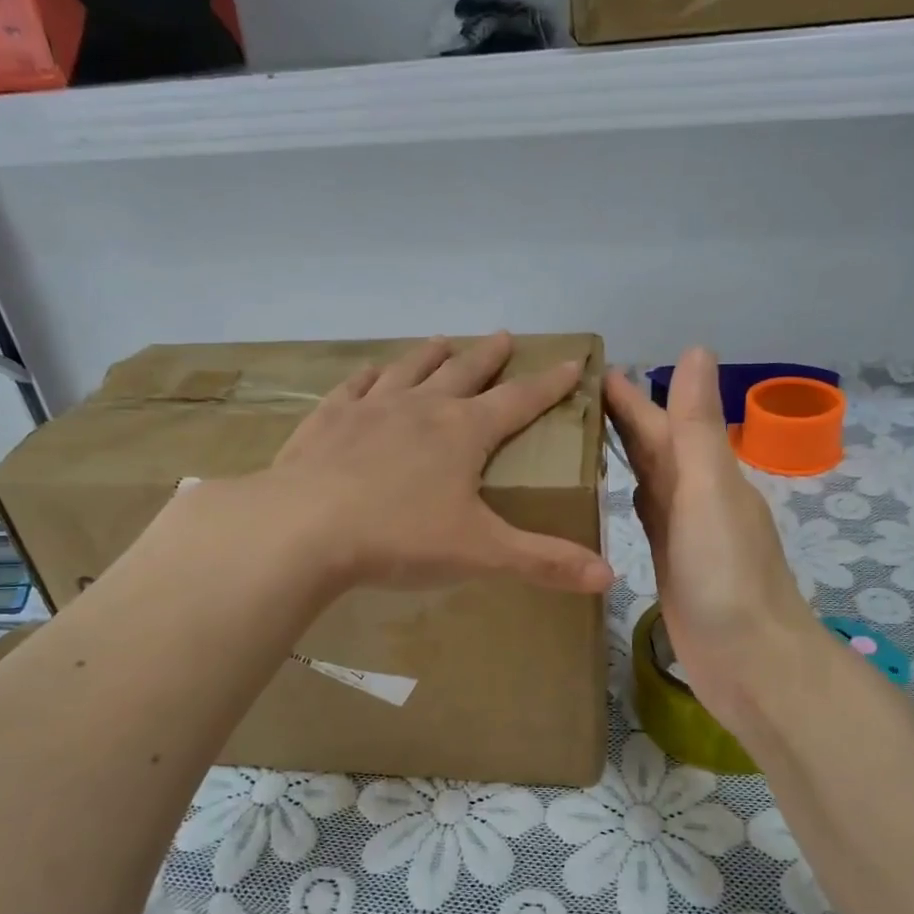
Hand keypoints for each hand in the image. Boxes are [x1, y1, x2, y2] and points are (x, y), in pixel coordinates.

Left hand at [262, 332, 614, 594]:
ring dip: (431, 355)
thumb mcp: (481, 552)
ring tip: (444, 340)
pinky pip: (355, 387)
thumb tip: (610, 577)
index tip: (572, 362)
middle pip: (465, 372)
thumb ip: (544, 561)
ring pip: (410, 369)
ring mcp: (371, 409)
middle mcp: (422, 408)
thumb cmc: (400, 537)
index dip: (550, 384)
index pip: (520, 401)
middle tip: (505, 336)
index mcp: (464, 432)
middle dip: (490, 356)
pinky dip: (369, 375)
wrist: (303, 528)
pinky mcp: (328, 421)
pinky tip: (371, 370)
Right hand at [605, 348, 823, 732]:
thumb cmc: (727, 576)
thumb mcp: (710, 493)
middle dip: (623, 418)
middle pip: (655, 447)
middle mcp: (696, 495)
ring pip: (649, 478)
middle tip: (576, 395)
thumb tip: (696, 349)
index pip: (662, 421)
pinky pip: (646, 516)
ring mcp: (684, 532)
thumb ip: (696, 428)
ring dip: (626, 453)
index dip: (631, 396)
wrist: (752, 663)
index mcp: (706, 473)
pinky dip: (632, 495)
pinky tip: (618, 492)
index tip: (594, 368)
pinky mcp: (671, 564)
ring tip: (586, 434)